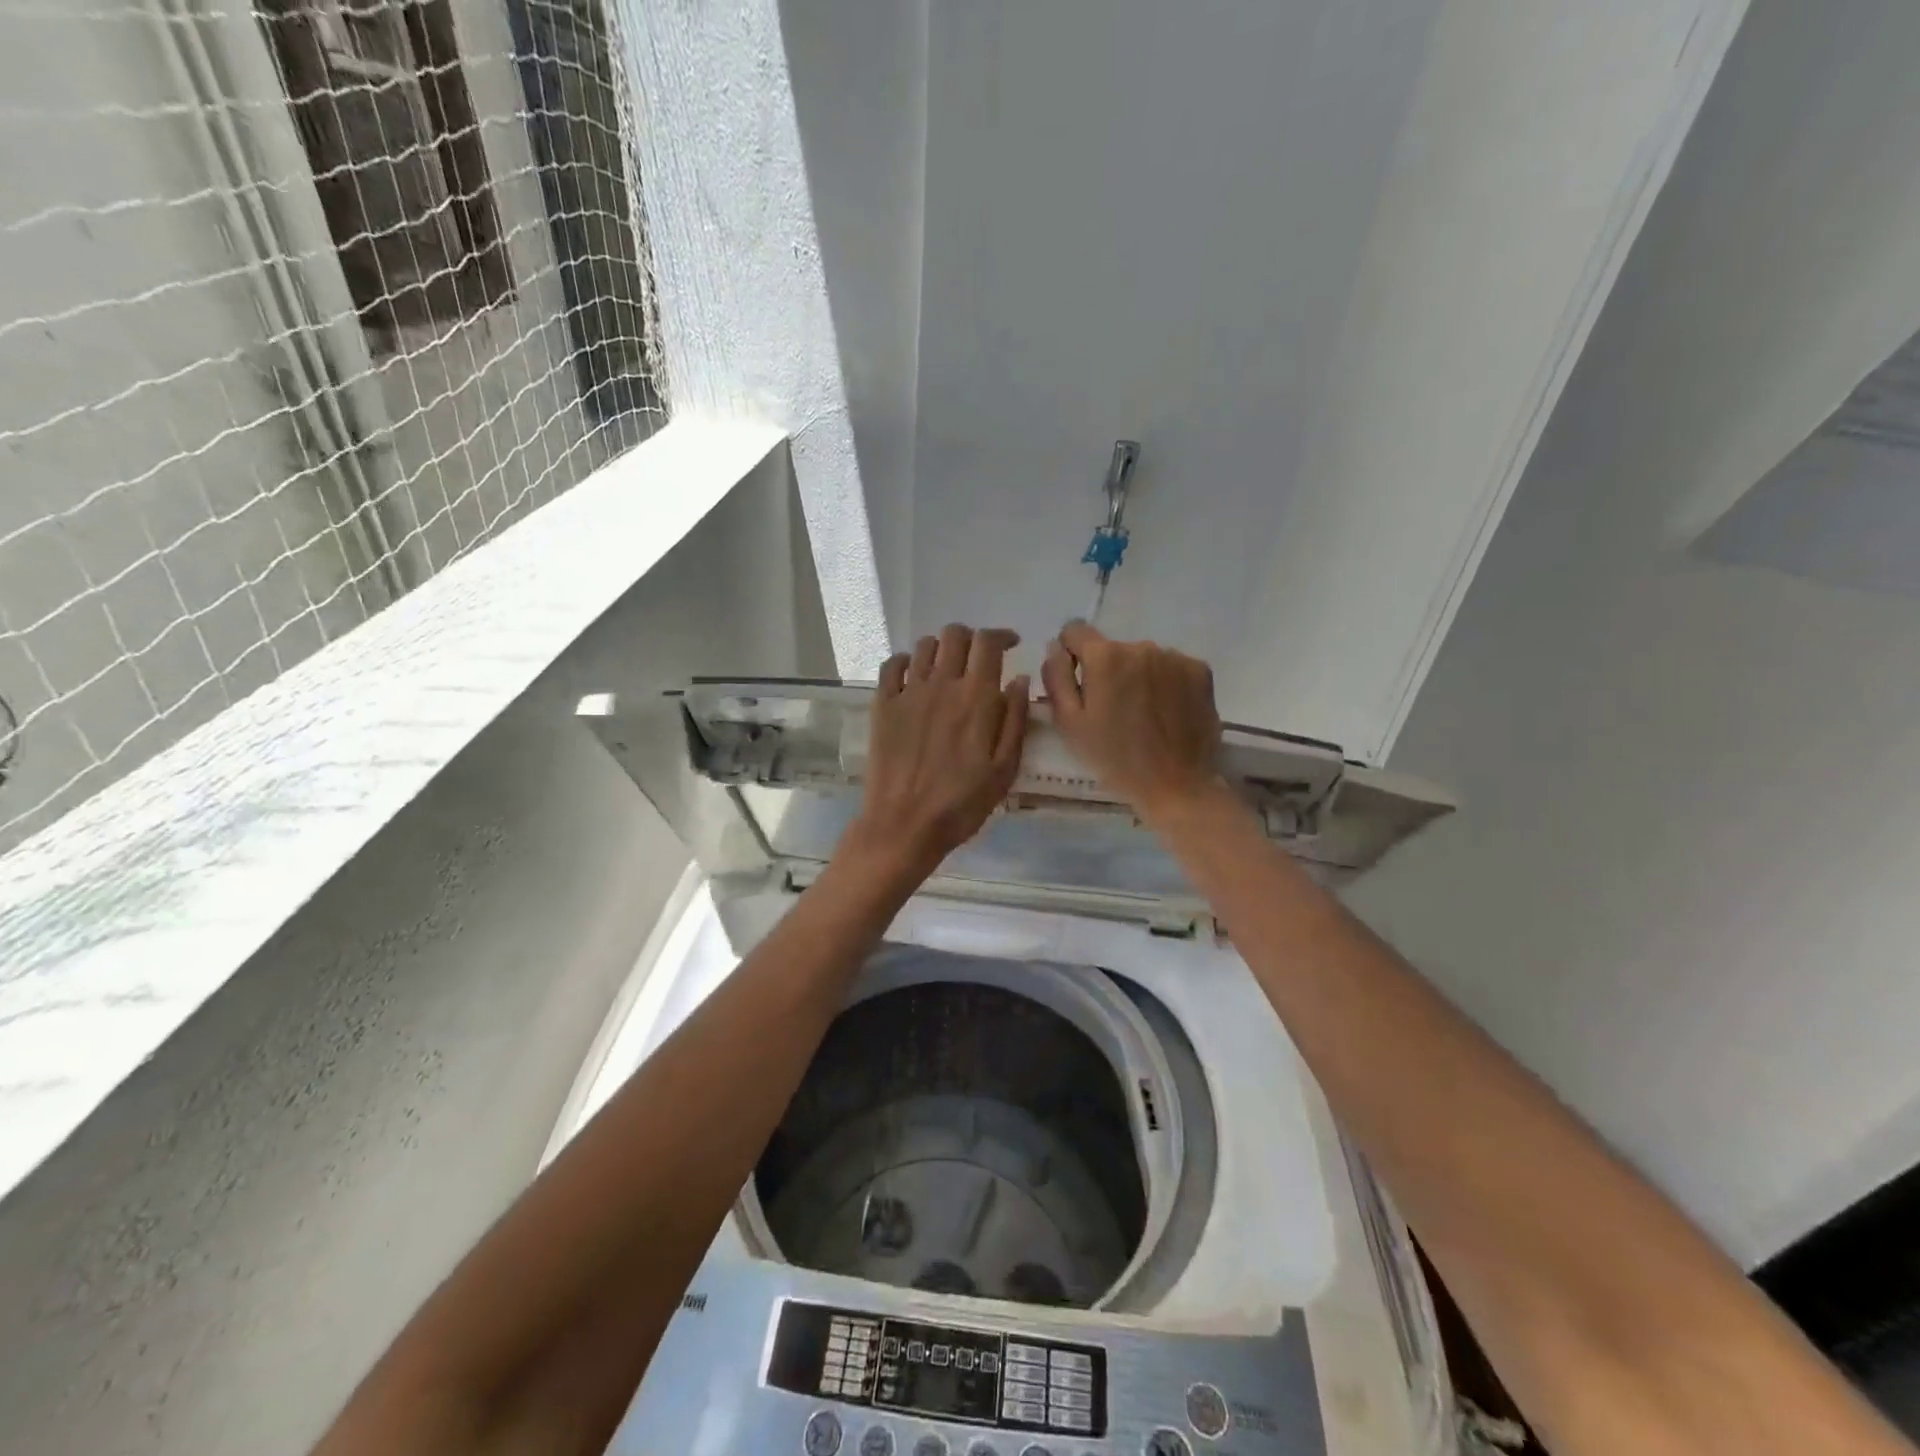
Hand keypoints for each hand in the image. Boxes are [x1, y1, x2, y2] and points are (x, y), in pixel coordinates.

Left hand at [844, 624, 1030, 880]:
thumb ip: (1015, 720)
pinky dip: (907, 661)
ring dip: (942, 649)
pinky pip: (893, 665)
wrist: (904, 825)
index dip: (1001, 636)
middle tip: (979, 659)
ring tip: (949, 669)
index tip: (1011, 645)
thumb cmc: (962, 804)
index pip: (988, 643)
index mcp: (977, 698)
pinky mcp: (883, 705)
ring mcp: (908, 692)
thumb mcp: (1004, 769)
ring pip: (926, 646)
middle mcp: (942, 684)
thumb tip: (1020, 679)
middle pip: (955, 635)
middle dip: (972, 639)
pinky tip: (915, 676)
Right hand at [1041, 619, 1223, 820]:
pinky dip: (1165, 683)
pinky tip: (1166, 712)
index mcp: (1105, 656)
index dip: (1070, 653)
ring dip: (1137, 676)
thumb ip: (1056, 676)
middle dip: (1107, 670)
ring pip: (1142, 658)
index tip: (1078, 681)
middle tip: (1112, 710)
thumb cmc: (1114, 758)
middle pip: (1112, 648)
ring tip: (1143, 714)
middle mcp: (1141, 646)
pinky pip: (1171, 667)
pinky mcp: (1200, 670)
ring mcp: (1175, 657)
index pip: (1074, 630)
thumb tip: (1056, 646)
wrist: (1176, 784)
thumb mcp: (1069, 722)